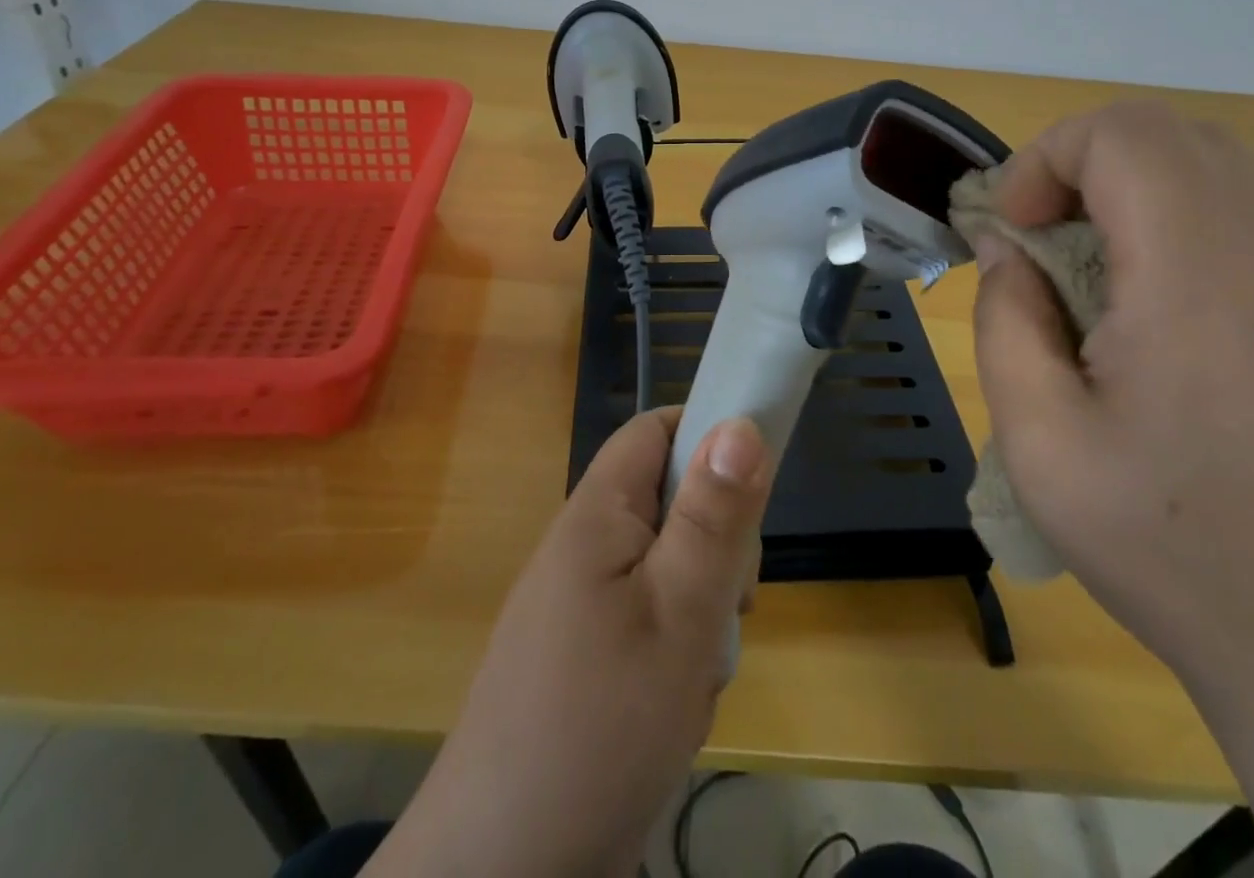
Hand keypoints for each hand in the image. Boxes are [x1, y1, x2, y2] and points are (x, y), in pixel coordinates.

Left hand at [370, 407, 772, 877]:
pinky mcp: (587, 658)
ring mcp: (583, 606)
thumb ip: (714, 515)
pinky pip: (652, 622)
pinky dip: (677, 654)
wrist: (501, 875)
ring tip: (694, 674)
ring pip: (671, 570)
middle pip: (672, 503)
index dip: (707, 437)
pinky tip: (674, 708)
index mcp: (597, 513)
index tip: (752, 490)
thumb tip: (741, 422)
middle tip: (726, 606)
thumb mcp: (679, 610)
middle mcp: (585, 547)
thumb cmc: (601, 723)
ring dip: (701, 613)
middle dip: (715, 547)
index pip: (656, 430)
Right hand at [970, 102, 1253, 685]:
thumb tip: (1008, 249)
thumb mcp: (1039, 440)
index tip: (1014, 227)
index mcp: (1195, 282)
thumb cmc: (1166, 544)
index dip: (1046, 159)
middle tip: (1039, 234)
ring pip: (1207, 158)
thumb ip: (1005, 320)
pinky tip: (1149, 291)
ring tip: (1086, 258)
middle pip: (1166, 131)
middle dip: (1078, 160)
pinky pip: (1241, 203)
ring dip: (1125, 181)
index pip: (1123, 137)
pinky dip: (1173, 209)